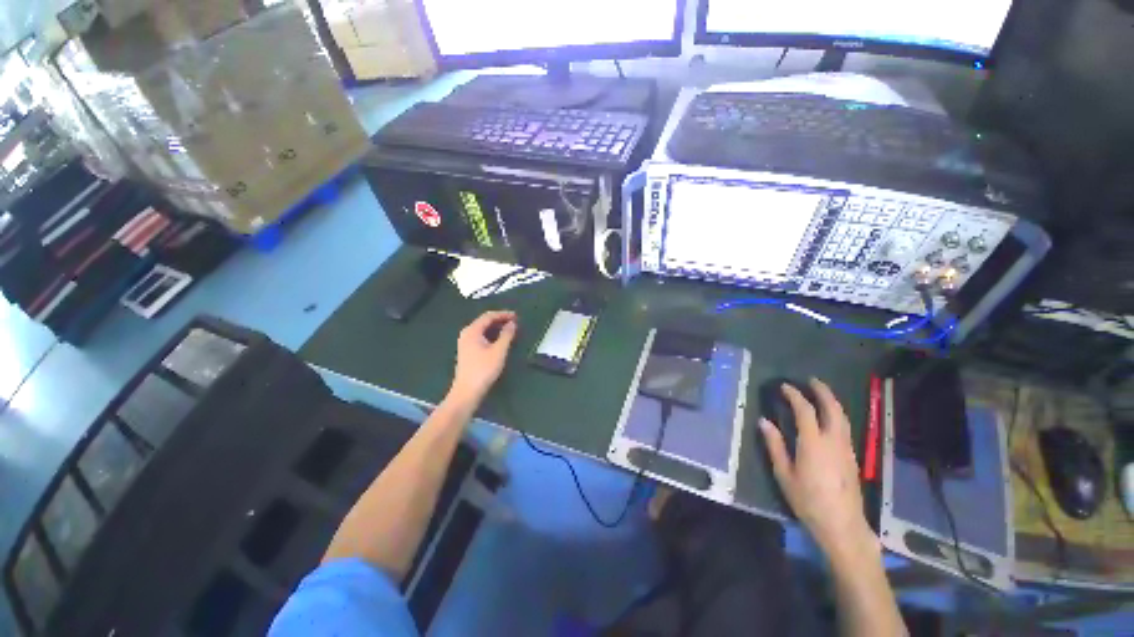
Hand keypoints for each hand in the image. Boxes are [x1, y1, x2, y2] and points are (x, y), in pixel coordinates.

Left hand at [448, 311, 516, 407]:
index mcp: (472, 330)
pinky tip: (500, 340)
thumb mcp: (499, 351)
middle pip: (485, 321)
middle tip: (515, 322)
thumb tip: (512, 323)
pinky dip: (492, 335)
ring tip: (510, 330)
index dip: (503, 314)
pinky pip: (481, 337)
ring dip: (497, 328)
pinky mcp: (468, 351)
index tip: (517, 316)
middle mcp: (467, 333)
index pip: (489, 316)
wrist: (467, 391)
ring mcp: (466, 342)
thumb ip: (506, 335)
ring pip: (483, 329)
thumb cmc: (484, 369)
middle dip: (500, 320)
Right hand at [759, 378, 873, 555]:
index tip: (784, 386)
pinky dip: (837, 415)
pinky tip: (830, 418)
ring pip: (843, 418)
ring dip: (832, 402)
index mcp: (813, 443)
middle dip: (823, 392)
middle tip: (811, 380)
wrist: (842, 524)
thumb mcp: (784, 474)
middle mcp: (834, 441)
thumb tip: (764, 421)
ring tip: (821, 393)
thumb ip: (775, 445)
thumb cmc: (808, 500)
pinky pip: (845, 428)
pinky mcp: (853, 458)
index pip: (805, 411)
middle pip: (833, 409)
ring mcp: (846, 449)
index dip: (795, 395)